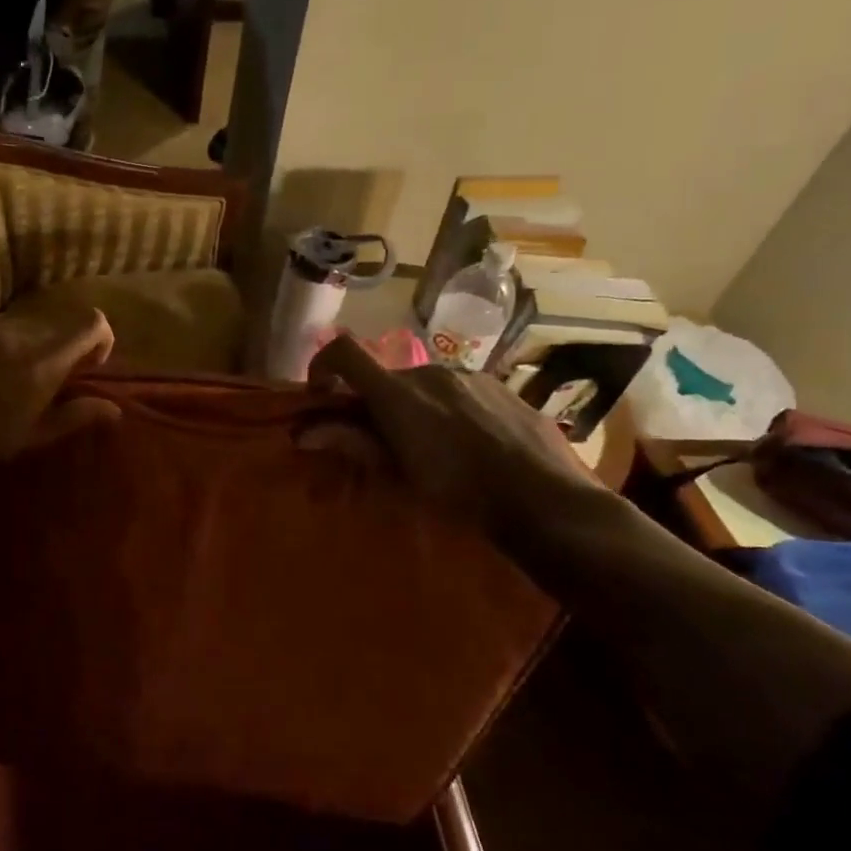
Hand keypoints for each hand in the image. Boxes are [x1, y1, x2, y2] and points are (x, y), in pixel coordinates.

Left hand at [0, 311, 120, 495]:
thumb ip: (73, 417)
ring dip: (11, 354)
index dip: (99, 341)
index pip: (90, 324)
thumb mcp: (26, 440)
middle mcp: (10, 333)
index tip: (89, 368)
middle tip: (29, 394)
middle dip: (50, 356)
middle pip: (48, 332)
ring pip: (10, 333)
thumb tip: (114, 408)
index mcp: (39, 362)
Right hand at [308, 333, 596, 527]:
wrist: (545, 498)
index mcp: (397, 392)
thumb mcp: (398, 474)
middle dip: (374, 403)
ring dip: (413, 407)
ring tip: (432, 448)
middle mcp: (430, 371)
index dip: (322, 364)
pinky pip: (458, 390)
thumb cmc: (460, 492)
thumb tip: (305, 433)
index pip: (345, 352)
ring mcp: (469, 376)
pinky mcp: (500, 386)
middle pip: (387, 376)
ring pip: (424, 384)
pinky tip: (468, 444)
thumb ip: (353, 444)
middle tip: (382, 443)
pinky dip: (447, 409)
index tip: (322, 395)